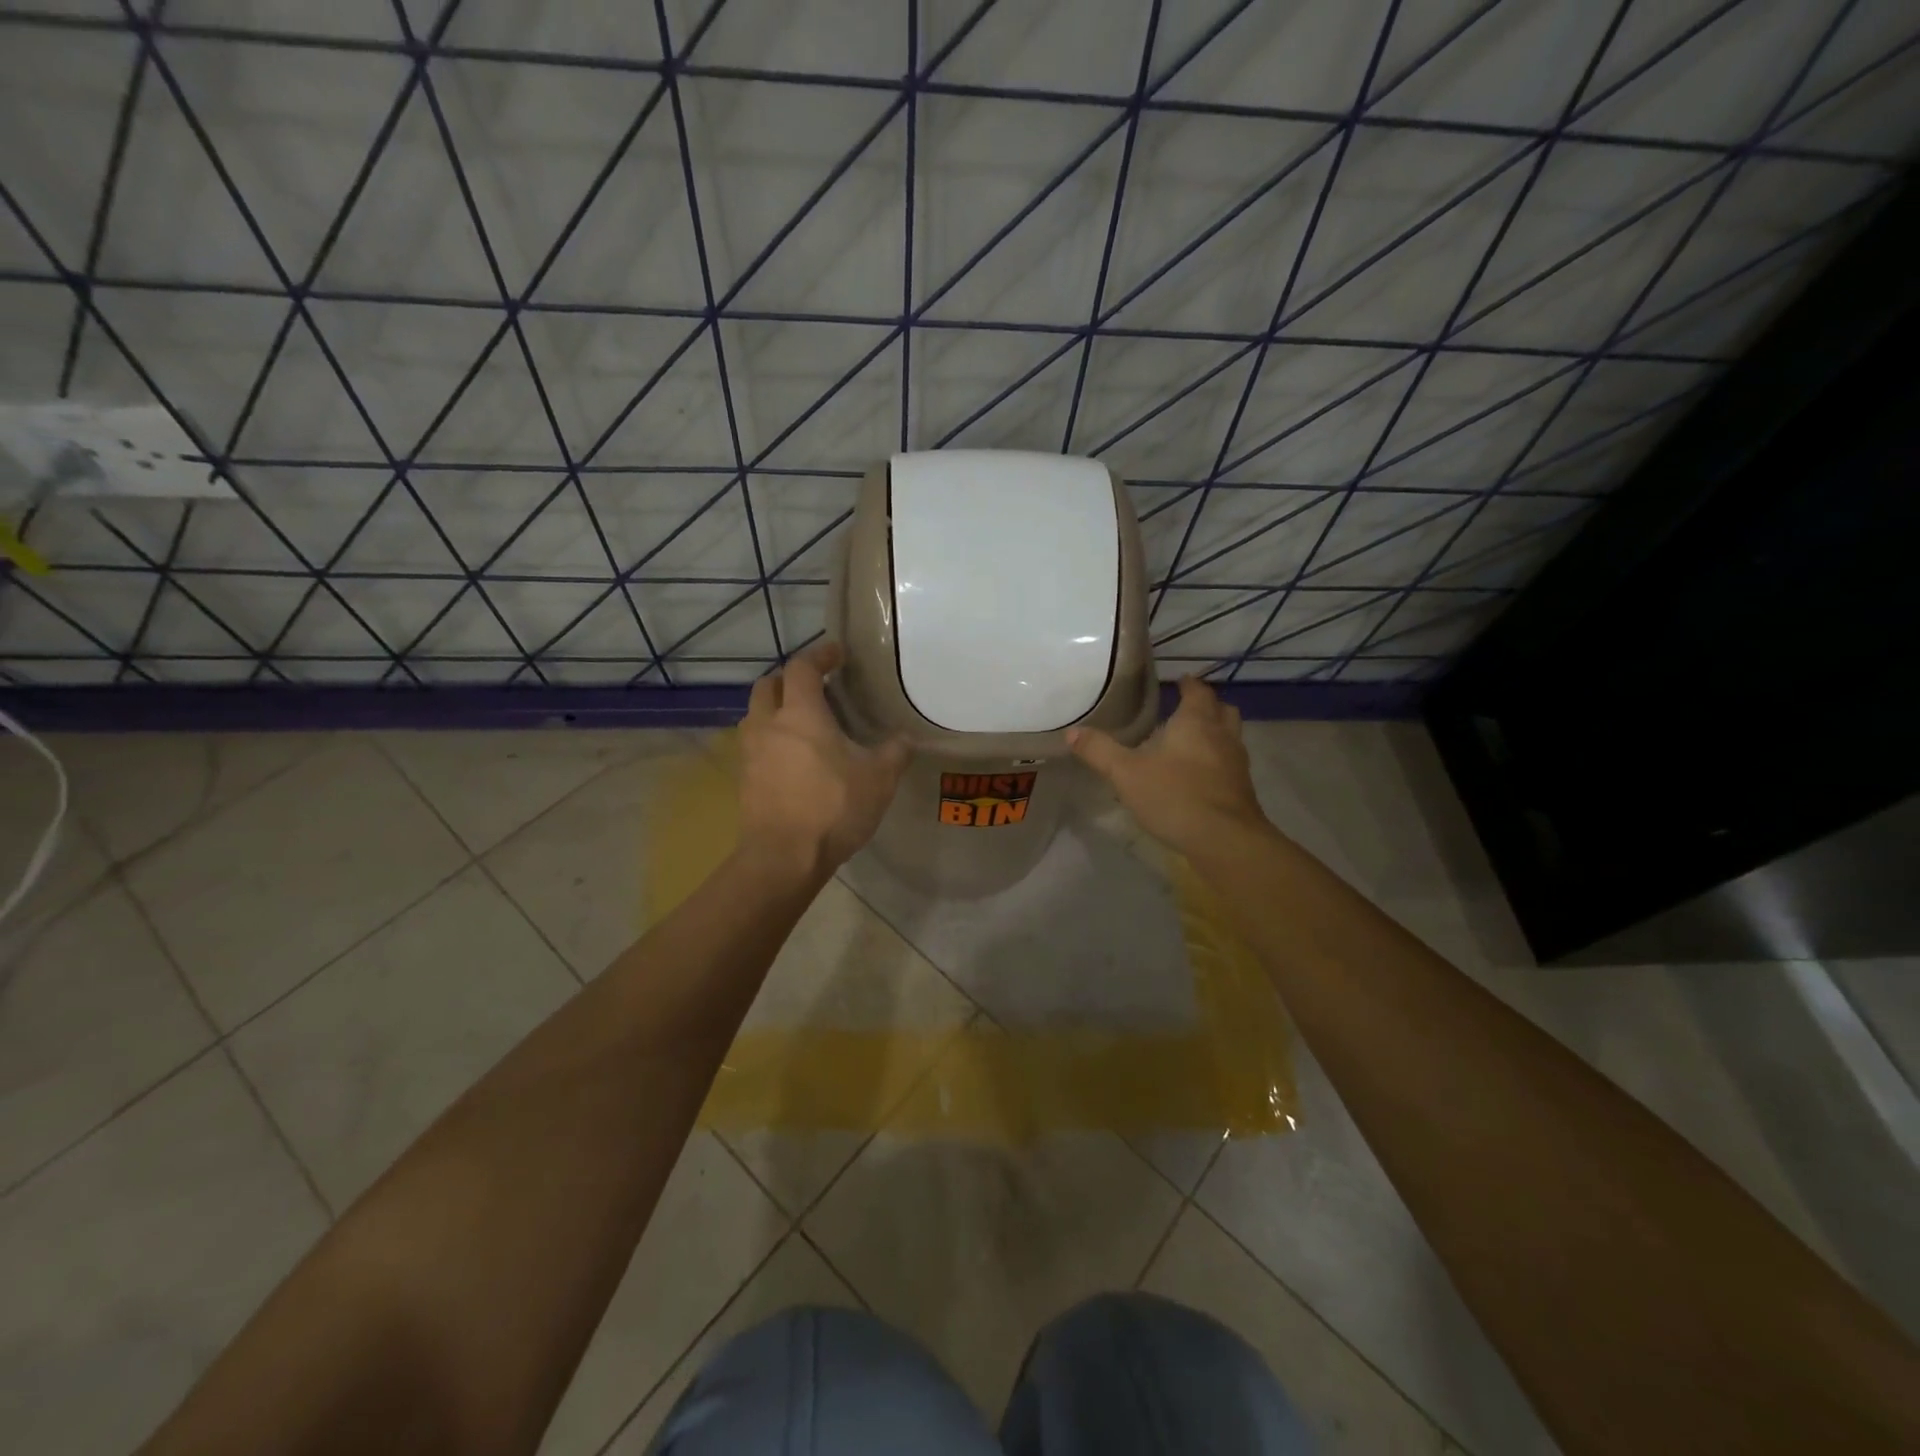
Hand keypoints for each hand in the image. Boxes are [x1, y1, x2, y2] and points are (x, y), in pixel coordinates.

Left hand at [738, 642, 910, 877]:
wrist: (783, 858)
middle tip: (814, 686)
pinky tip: (792, 757)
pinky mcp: (744, 779)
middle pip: (768, 685)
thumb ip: (894, 753)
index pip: (802, 668)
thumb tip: (905, 739)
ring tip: (801, 721)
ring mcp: (750, 753)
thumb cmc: (833, 808)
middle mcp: (768, 724)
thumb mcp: (878, 779)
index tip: (836, 653)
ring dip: (775, 708)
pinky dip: (771, 738)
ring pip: (756, 715)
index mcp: (801, 714)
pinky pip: (755, 744)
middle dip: (789, 679)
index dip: (820, 655)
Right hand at [1067, 676, 1268, 854]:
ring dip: (1216, 733)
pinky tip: (1199, 776)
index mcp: (1196, 722)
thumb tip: (1072, 732)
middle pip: (1222, 709)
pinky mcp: (1242, 789)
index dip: (1189, 684)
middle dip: (1207, 706)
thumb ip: (1099, 751)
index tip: (1179, 681)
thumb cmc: (1175, 796)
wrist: (1225, 840)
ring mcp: (1236, 763)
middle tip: (1186, 708)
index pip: (1197, 691)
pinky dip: (1218, 760)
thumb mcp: (1126, 773)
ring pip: (1231, 736)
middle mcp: (1222, 735)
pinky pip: (1230, 763)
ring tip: (1192, 741)